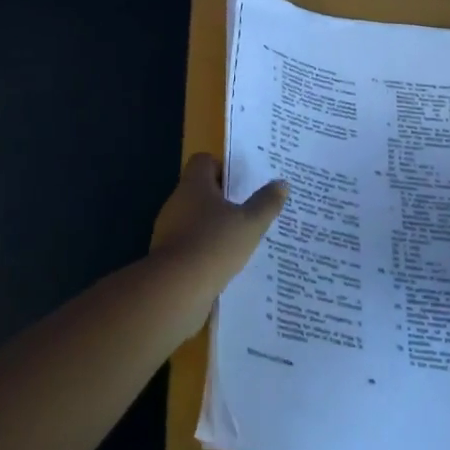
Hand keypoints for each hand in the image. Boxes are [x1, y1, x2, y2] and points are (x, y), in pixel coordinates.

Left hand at [149, 153, 287, 282]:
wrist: (177, 287)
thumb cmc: (215, 244)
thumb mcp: (250, 223)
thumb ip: (266, 203)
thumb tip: (281, 183)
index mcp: (194, 185)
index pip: (203, 161)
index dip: (223, 168)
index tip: (242, 184)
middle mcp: (177, 201)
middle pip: (200, 190)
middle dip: (223, 200)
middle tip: (249, 211)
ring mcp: (168, 228)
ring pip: (195, 218)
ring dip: (214, 226)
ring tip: (241, 240)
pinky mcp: (167, 254)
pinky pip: (190, 243)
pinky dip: (205, 248)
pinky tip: (225, 262)